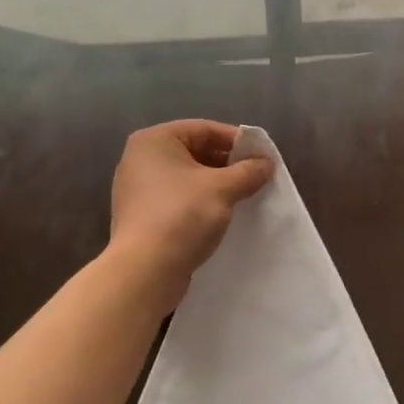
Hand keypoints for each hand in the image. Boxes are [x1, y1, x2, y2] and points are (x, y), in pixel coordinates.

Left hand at [108, 120, 272, 312]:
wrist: (144, 273)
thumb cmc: (182, 216)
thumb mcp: (222, 189)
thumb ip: (248, 171)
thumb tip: (266, 163)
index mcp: (154, 140)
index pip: (204, 129)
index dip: (237, 141)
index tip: (262, 156)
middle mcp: (140, 158)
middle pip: (195, 151)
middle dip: (227, 164)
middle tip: (255, 177)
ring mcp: (137, 188)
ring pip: (187, 177)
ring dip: (215, 184)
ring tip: (243, 196)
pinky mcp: (140, 215)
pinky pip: (177, 198)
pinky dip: (199, 201)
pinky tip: (220, 215)